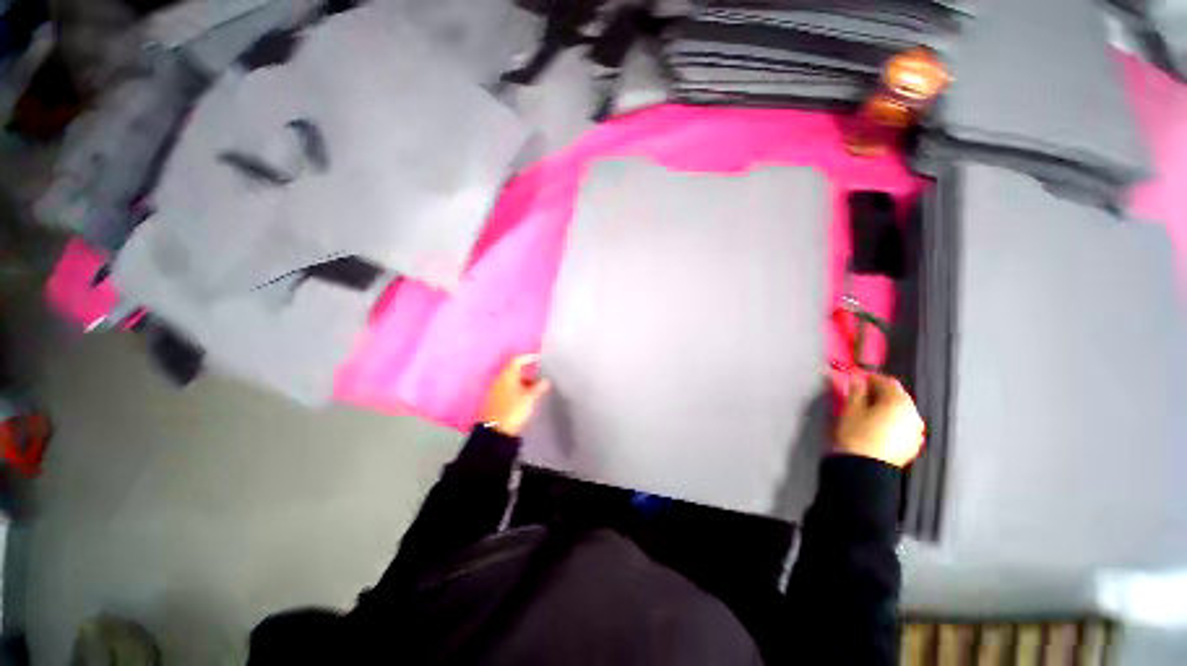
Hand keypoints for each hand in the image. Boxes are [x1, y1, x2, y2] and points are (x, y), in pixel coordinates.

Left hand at [480, 354, 550, 436]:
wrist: (495, 431)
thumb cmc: (514, 410)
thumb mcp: (530, 398)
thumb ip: (539, 387)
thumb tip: (546, 380)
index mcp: (507, 375)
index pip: (517, 360)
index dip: (528, 358)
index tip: (538, 358)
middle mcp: (499, 379)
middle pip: (513, 370)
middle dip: (526, 372)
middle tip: (538, 377)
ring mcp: (494, 389)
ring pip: (509, 380)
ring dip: (521, 381)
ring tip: (533, 389)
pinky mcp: (492, 399)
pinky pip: (506, 388)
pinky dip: (515, 388)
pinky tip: (522, 396)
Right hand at [834, 373, 923, 467]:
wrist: (866, 469)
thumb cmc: (856, 435)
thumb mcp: (850, 409)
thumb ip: (856, 391)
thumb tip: (857, 379)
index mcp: (898, 402)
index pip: (886, 381)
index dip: (870, 378)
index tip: (857, 378)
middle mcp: (913, 414)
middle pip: (898, 396)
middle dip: (880, 392)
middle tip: (861, 394)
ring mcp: (916, 431)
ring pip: (902, 411)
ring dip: (887, 407)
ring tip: (869, 410)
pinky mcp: (913, 445)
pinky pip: (904, 425)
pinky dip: (893, 421)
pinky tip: (879, 426)